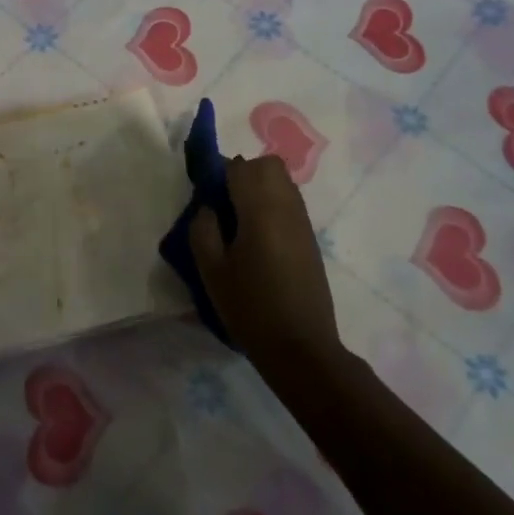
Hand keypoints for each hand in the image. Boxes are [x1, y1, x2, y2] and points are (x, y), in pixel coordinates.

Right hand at [190, 155, 341, 374]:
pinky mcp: (310, 240)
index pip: (240, 167)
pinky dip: (272, 206)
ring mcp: (303, 223)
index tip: (206, 195)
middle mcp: (286, 208)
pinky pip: (290, 203)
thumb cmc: (250, 308)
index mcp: (260, 210)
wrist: (301, 348)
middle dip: (243, 174)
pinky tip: (258, 239)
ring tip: (240, 222)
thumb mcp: (211, 270)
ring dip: (259, 189)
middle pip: (268, 166)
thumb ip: (203, 229)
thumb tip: (208, 207)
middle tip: (224, 204)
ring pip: (282, 182)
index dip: (219, 173)